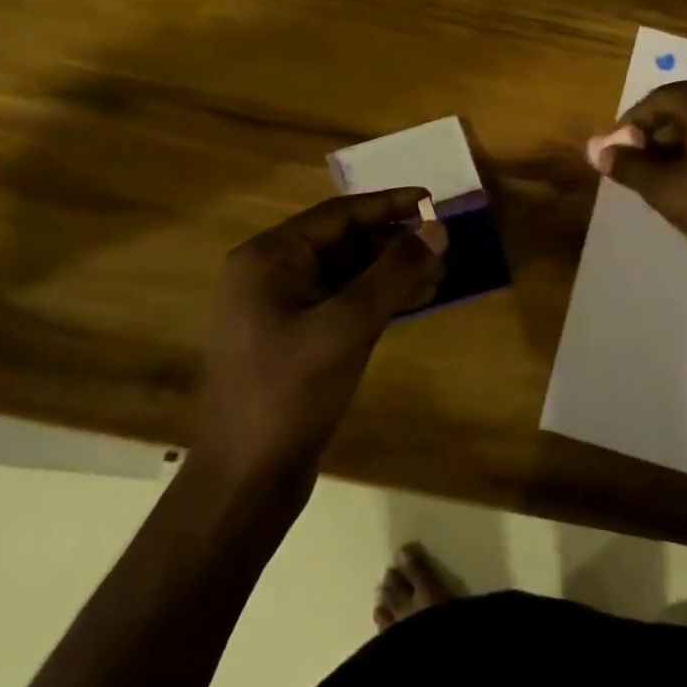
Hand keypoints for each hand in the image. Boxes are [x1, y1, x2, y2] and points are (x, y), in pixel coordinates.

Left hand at [192, 190, 443, 486]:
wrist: (244, 483)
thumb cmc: (289, 392)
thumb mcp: (348, 325)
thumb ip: (395, 271)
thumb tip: (438, 227)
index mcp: (268, 258)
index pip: (338, 214)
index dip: (389, 205)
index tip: (432, 202)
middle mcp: (271, 275)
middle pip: (344, 242)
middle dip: (394, 243)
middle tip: (442, 244)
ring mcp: (282, 310)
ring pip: (348, 274)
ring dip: (392, 272)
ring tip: (440, 273)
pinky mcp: (297, 340)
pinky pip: (344, 303)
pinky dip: (379, 299)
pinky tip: (417, 301)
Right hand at [589, 79, 686, 276]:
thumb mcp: (667, 190)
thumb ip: (628, 166)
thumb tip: (597, 150)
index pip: (657, 100)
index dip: (630, 127)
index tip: (618, 156)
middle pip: (684, 107)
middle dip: (656, 136)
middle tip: (640, 170)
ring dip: (682, 144)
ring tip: (668, 180)